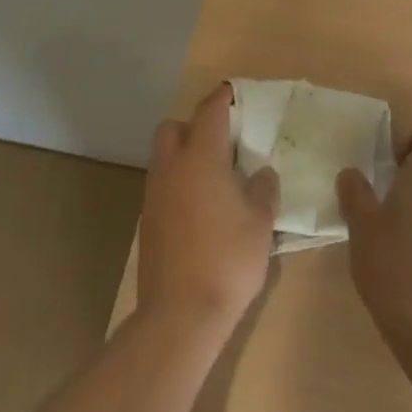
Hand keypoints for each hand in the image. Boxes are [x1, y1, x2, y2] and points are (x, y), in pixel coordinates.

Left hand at [137, 83, 278, 331]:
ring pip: (165, 158)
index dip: (224, 98)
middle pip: (173, 127)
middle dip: (194, 126)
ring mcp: (155, 196)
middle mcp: (172, 167)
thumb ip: (263, 188)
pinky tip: (200, 209)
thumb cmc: (227, 259)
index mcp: (201, 156)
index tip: (236, 94)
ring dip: (184, 157)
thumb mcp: (261, 222)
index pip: (210, 111)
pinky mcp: (148, 223)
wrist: (179, 317)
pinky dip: (178, 185)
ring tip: (214, 178)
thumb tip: (260, 173)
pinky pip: (162, 187)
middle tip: (222, 142)